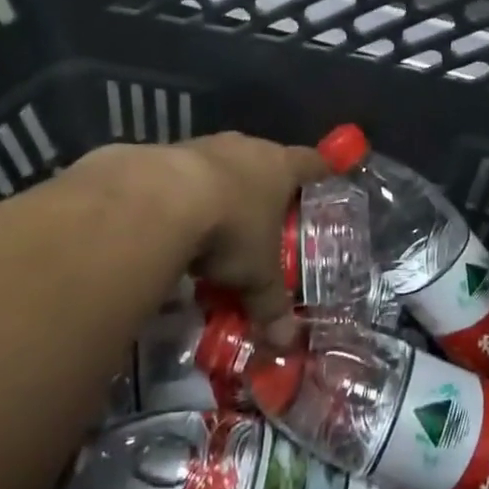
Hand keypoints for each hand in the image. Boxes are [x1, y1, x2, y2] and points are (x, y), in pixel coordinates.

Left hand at [177, 132, 326, 344]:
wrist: (161, 200)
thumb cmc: (231, 229)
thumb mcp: (257, 275)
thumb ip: (271, 304)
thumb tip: (286, 343)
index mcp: (281, 166)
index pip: (312, 162)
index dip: (321, 171)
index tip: (327, 178)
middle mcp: (247, 148)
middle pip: (265, 162)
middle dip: (266, 188)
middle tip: (267, 218)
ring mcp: (206, 145)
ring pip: (223, 166)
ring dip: (222, 191)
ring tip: (218, 227)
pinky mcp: (167, 154)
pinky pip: (185, 176)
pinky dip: (187, 196)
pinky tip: (178, 224)